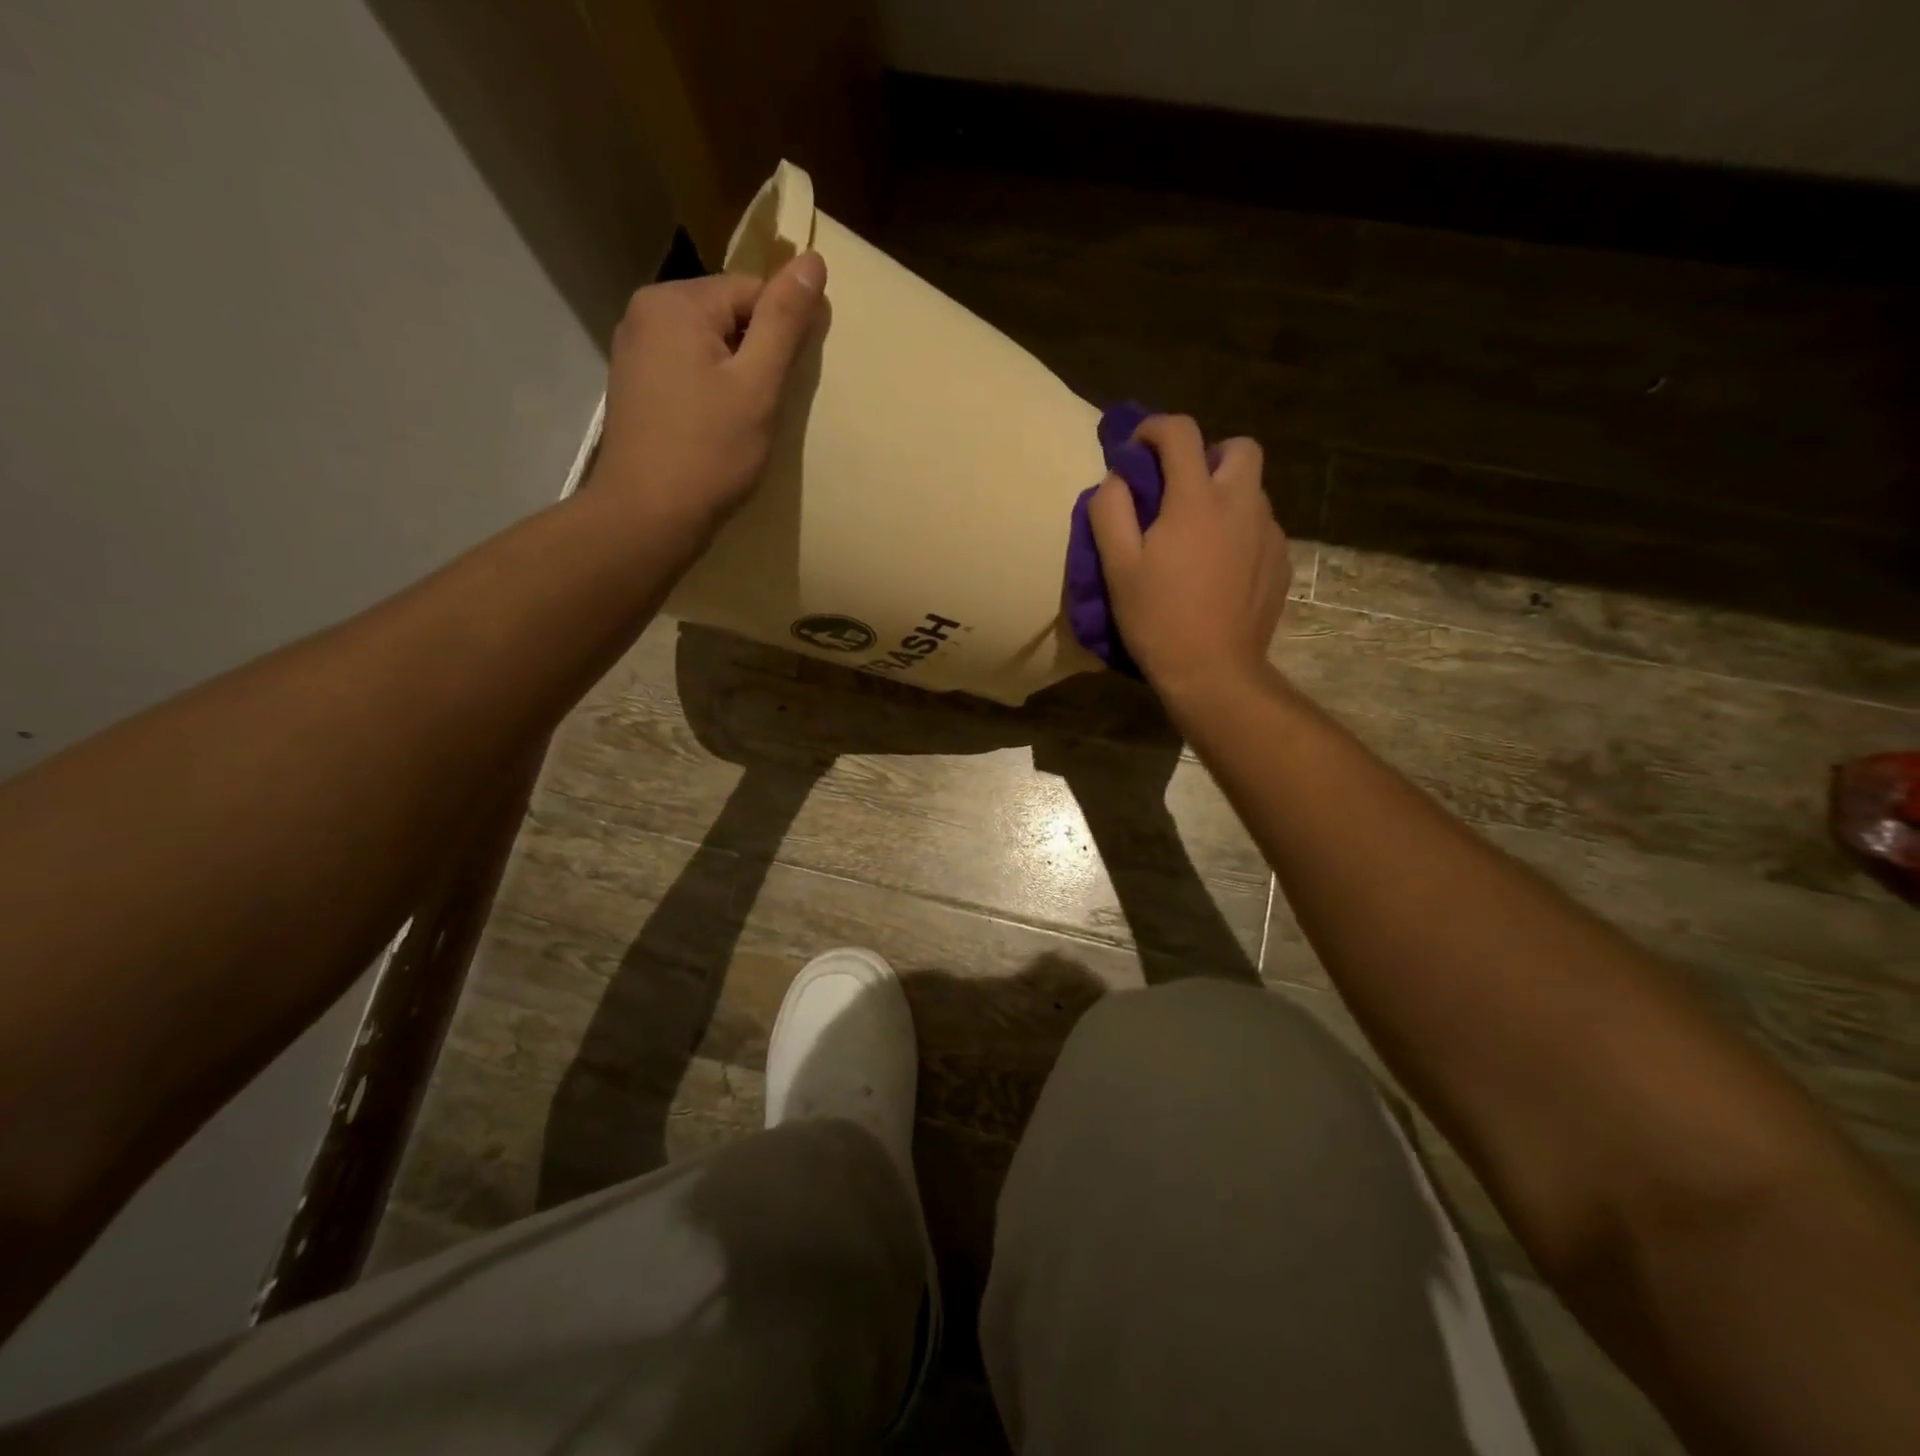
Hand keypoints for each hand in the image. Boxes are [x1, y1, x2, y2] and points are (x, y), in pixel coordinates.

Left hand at [590, 253, 826, 536]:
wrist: (647, 516)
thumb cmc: (709, 452)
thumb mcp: (757, 385)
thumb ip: (784, 322)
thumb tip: (813, 260)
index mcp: (675, 302)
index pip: (752, 291)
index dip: (781, 335)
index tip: (786, 383)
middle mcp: (645, 313)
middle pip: (727, 315)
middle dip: (755, 356)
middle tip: (763, 409)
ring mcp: (634, 350)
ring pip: (708, 346)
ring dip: (735, 377)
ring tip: (740, 423)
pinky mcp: (635, 386)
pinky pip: (687, 370)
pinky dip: (710, 392)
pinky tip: (715, 429)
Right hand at [1089, 414, 1289, 705]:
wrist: (1213, 671)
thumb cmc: (1158, 618)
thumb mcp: (1117, 567)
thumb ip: (1110, 510)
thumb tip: (1117, 480)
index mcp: (1197, 499)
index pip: (1181, 433)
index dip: (1154, 429)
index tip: (1136, 450)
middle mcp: (1242, 503)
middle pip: (1238, 448)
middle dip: (1207, 455)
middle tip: (1180, 490)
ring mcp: (1269, 533)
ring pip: (1252, 489)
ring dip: (1224, 495)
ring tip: (1198, 536)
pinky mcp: (1281, 562)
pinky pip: (1261, 527)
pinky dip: (1239, 530)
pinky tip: (1220, 568)